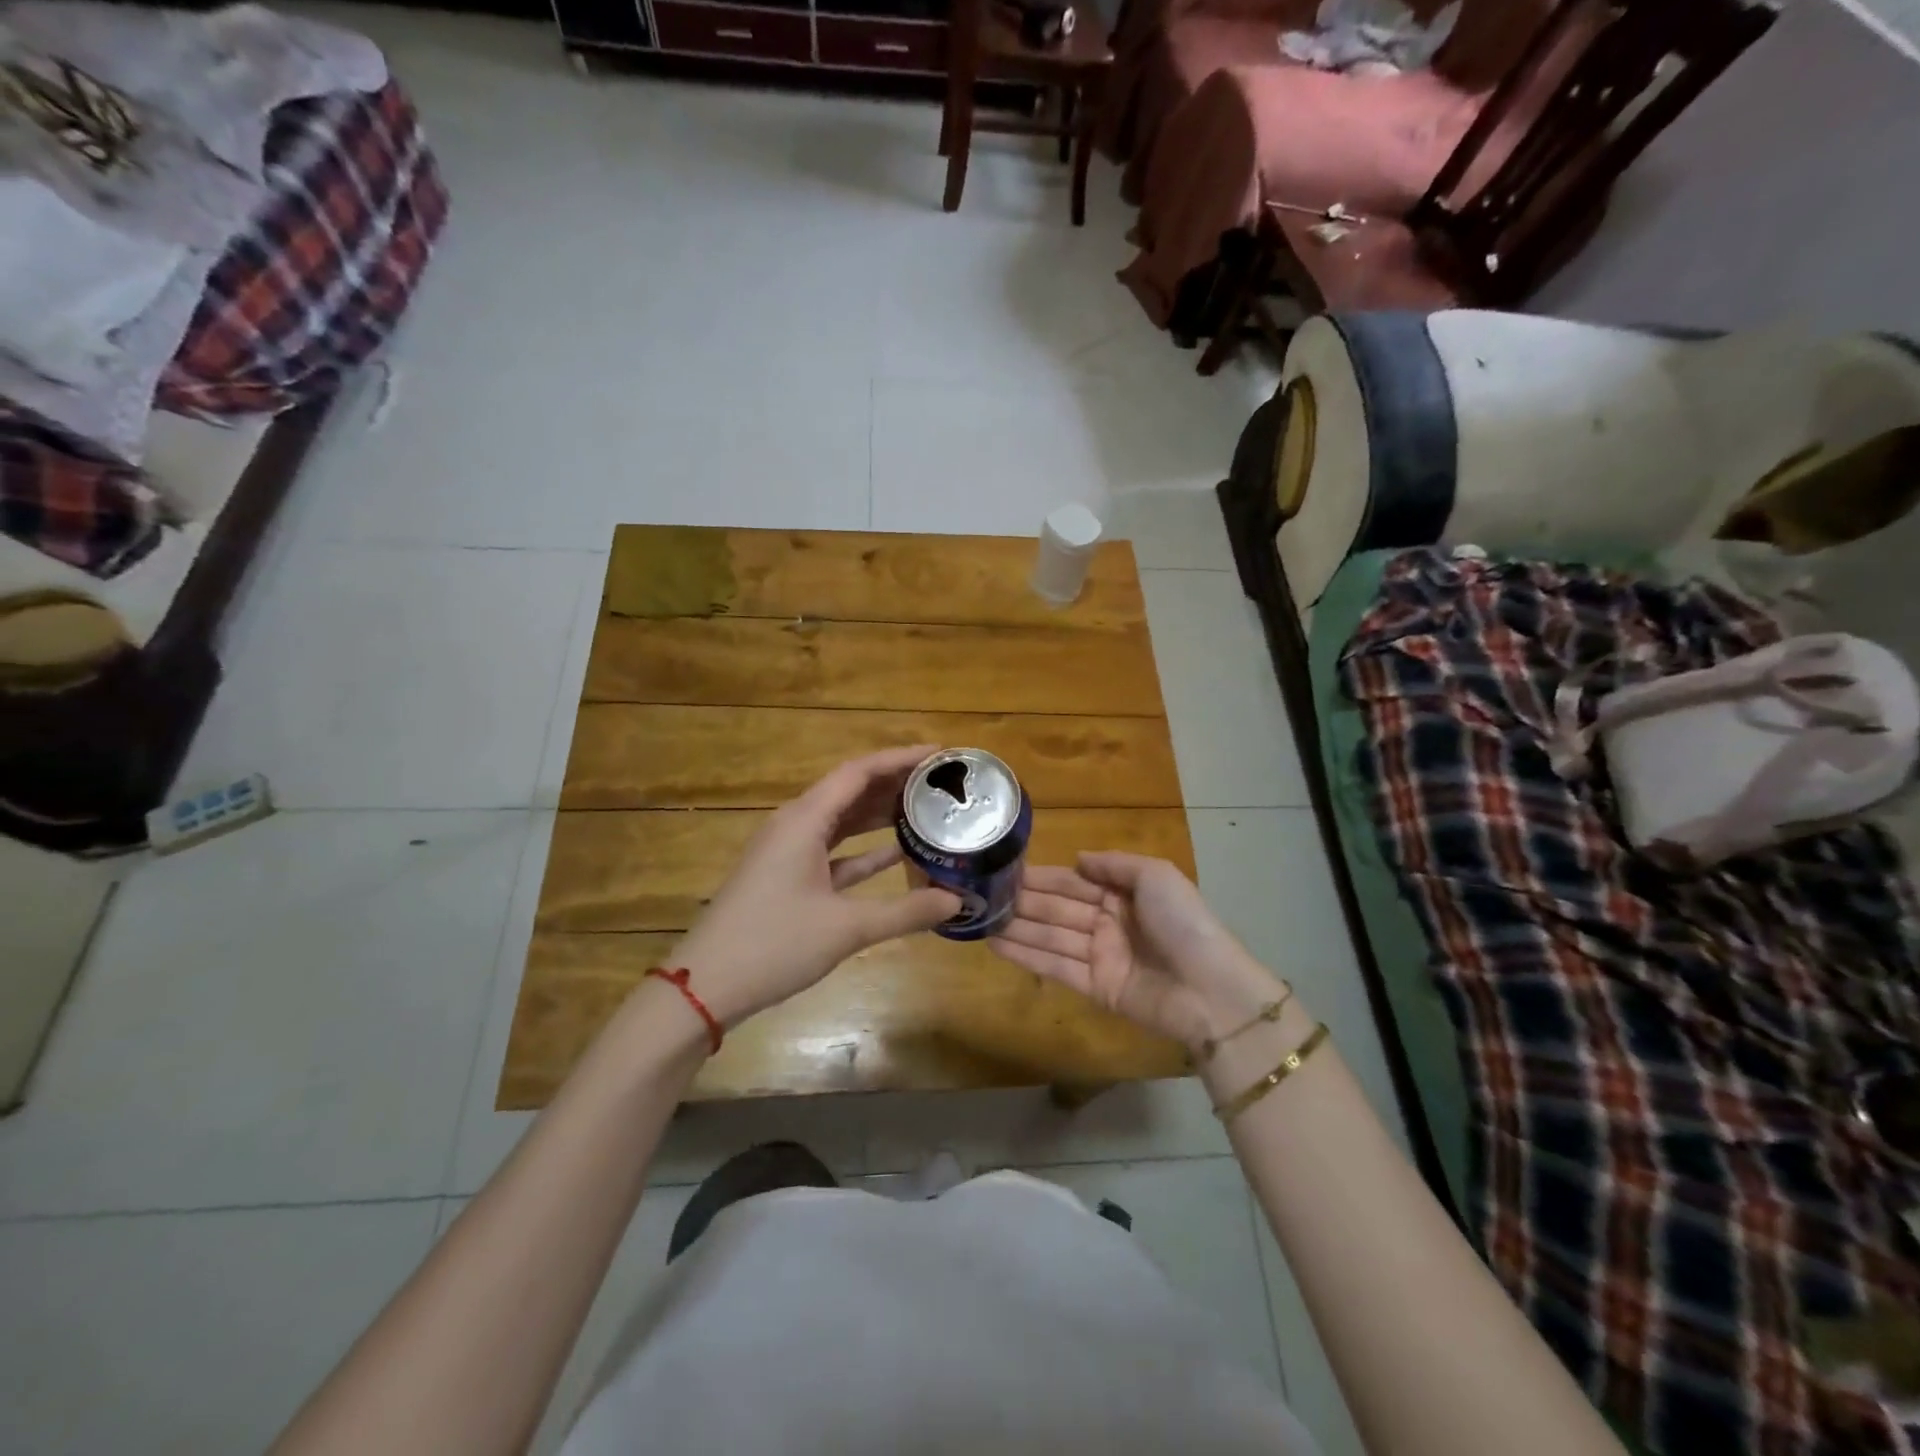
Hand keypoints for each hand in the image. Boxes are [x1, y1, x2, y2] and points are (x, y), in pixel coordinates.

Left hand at [669, 747, 961, 1028]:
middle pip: (851, 790)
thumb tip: (956, 901)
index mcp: (804, 820)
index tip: (940, 753)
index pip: (859, 771)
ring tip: (927, 809)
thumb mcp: (846, 928)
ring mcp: (789, 852)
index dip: (900, 758)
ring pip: (842, 821)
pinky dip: (864, 850)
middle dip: (895, 783)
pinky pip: (833, 851)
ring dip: (880, 815)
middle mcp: (795, 825)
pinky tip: (897, 853)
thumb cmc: (773, 945)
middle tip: (942, 783)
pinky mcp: (787, 877)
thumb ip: (905, 912)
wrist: (706, 987)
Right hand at [991, 852, 1282, 1050]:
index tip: (1006, 869)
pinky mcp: (1094, 987)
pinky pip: (1054, 966)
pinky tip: (995, 943)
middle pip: (1057, 908)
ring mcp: (1099, 955)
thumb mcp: (1156, 876)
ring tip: (979, 917)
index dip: (1042, 877)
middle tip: (981, 893)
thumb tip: (1078, 857)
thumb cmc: (1184, 923)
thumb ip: (1114, 864)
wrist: (1210, 990)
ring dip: (1016, 926)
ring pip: (1050, 935)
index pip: (1074, 881)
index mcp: (1123, 894)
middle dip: (1023, 901)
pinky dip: (1025, 955)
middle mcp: (1107, 922)